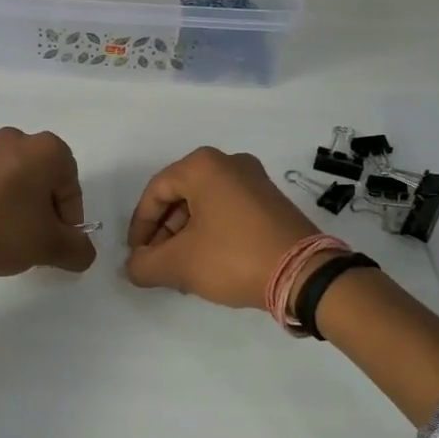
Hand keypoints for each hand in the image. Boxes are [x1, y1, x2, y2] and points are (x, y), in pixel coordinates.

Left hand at [0, 126, 97, 277]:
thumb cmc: (2, 229)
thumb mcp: (50, 246)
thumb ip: (79, 250)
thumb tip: (83, 252)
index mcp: (48, 149)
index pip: (72, 191)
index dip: (68, 223)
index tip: (53, 245)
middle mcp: (20, 140)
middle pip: (46, 186)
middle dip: (45, 216)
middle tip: (34, 244)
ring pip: (21, 186)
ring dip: (22, 213)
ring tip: (10, 242)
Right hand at [125, 147, 317, 309]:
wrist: (305, 274)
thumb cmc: (233, 257)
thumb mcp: (179, 264)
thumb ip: (144, 264)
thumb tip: (133, 266)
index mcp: (203, 166)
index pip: (155, 192)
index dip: (140, 226)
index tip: (137, 255)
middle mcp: (229, 163)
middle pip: (180, 197)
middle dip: (164, 232)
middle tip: (158, 262)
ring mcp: (255, 180)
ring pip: (204, 205)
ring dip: (186, 235)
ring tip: (182, 269)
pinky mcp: (271, 201)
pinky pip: (227, 210)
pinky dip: (211, 232)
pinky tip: (208, 262)